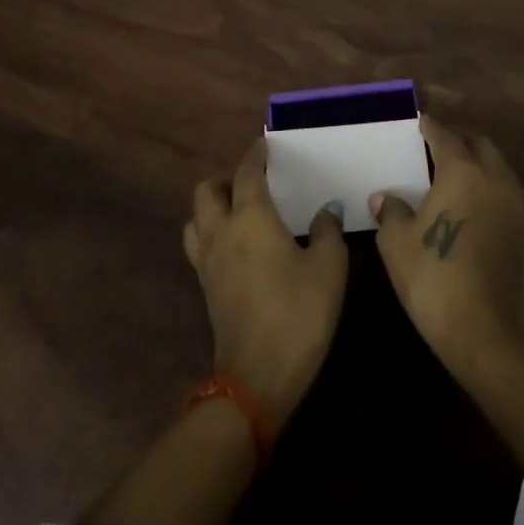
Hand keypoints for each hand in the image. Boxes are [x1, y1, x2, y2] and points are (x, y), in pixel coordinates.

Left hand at [183, 135, 348, 427]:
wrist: (257, 380)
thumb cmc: (298, 314)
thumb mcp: (328, 269)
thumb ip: (327, 231)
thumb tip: (326, 209)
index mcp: (251, 217)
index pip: (247, 171)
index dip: (255, 153)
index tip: (266, 144)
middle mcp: (222, 231)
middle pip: (207, 190)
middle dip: (226, 178)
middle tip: (252, 181)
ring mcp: (207, 262)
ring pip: (195, 218)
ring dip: (211, 206)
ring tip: (238, 210)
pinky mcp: (205, 288)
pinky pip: (199, 245)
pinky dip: (211, 233)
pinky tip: (236, 246)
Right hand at [371, 116, 523, 379]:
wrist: (487, 335)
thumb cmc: (434, 278)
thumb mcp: (396, 243)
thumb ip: (391, 212)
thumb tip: (385, 198)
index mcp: (462, 172)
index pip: (445, 136)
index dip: (430, 126)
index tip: (419, 121)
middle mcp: (495, 180)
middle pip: (479, 145)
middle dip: (459, 140)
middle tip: (436, 148)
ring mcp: (515, 207)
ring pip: (498, 169)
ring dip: (478, 165)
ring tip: (453, 178)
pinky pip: (505, 196)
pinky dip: (488, 191)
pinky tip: (471, 209)